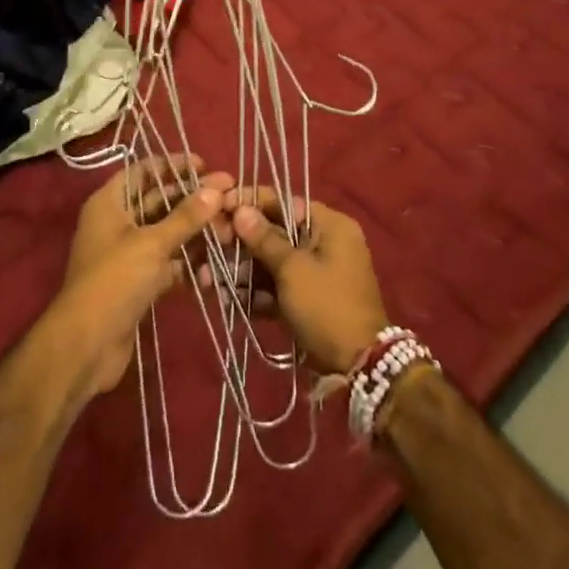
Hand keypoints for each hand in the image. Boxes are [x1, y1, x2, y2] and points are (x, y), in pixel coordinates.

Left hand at [45, 154, 233, 398]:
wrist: (86, 347)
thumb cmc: (114, 280)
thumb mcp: (152, 243)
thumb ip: (186, 216)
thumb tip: (216, 188)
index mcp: (110, 202)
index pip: (143, 170)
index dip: (173, 165)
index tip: (206, 166)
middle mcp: (117, 222)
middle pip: (158, 201)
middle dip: (192, 199)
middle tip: (229, 196)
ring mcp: (128, 254)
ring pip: (166, 233)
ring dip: (195, 231)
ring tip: (230, 228)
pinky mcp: (139, 282)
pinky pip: (168, 262)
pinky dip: (188, 261)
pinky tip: (216, 262)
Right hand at [225, 189, 389, 374]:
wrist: (359, 367)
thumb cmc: (327, 306)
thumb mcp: (293, 269)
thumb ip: (265, 238)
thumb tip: (240, 209)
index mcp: (329, 225)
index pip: (284, 201)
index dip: (251, 202)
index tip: (221, 204)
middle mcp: (324, 242)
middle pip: (275, 232)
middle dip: (242, 241)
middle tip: (211, 245)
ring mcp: (317, 272)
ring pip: (273, 261)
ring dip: (243, 270)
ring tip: (209, 278)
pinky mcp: (308, 299)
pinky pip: (279, 286)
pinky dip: (257, 292)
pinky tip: (228, 298)